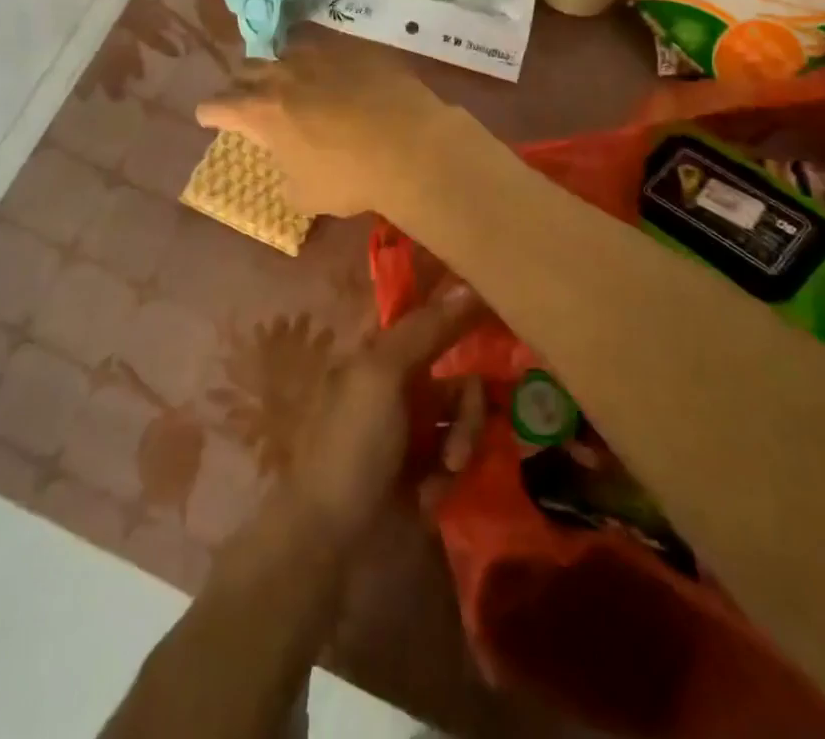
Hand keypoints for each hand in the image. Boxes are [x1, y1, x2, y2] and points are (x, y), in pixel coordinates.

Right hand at [195, 37, 462, 218]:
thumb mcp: (306, 195)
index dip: (211, 114)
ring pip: (284, 50)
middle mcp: (282, 75)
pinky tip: (334, 73)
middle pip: (246, 71)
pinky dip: (321, 61)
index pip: (217, 105)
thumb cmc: (350, 177)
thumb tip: (290, 171)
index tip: (211, 118)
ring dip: (279, 66)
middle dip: (242, 85)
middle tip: (250, 99)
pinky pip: (326, 48)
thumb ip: (287, 178)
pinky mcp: (354, 48)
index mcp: (261, 112)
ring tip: (289, 78)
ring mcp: (319, 55)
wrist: (410, 145)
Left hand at [282, 282, 488, 548]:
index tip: (497, 312)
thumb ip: (425, 328)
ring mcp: (410, 429)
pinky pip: (457, 455)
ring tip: (447, 470)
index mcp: (379, 352)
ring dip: (463, 442)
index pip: (428, 317)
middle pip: (458, 373)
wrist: (328, 539)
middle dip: (469, 405)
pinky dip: (449, 474)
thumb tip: (467, 286)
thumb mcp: (382, 374)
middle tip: (462, 431)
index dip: (459, 312)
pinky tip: (430, 496)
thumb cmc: (350, 443)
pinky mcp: (423, 470)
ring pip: (464, 416)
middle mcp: (397, 383)